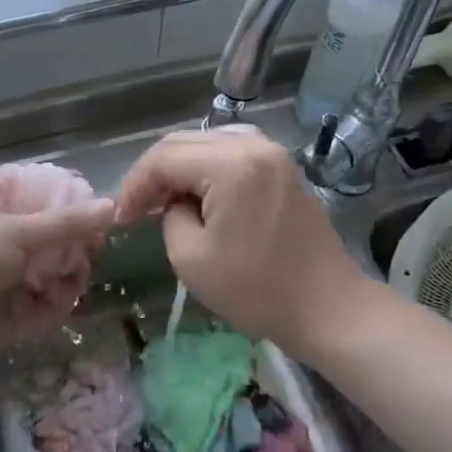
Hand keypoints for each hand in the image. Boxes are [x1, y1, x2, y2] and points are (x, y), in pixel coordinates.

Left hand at [0, 198, 115, 360]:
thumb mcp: (20, 232)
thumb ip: (68, 222)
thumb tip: (112, 204)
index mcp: (13, 215)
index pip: (57, 207)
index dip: (80, 213)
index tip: (102, 219)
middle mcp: (21, 245)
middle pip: (68, 244)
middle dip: (80, 250)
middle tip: (87, 253)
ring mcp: (22, 280)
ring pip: (66, 276)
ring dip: (70, 278)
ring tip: (64, 280)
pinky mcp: (23, 315)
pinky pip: (55, 307)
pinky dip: (57, 305)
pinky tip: (50, 302)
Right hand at [112, 127, 373, 353]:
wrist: (329, 309)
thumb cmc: (258, 289)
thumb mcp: (191, 257)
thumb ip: (170, 215)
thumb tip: (176, 202)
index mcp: (229, 164)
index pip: (163, 158)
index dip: (135, 184)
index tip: (121, 217)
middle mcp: (252, 145)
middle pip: (183, 142)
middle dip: (154, 173)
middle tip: (136, 208)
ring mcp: (272, 153)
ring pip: (206, 143)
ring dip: (179, 168)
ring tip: (165, 201)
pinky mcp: (282, 168)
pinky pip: (231, 153)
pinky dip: (206, 168)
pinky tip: (199, 195)